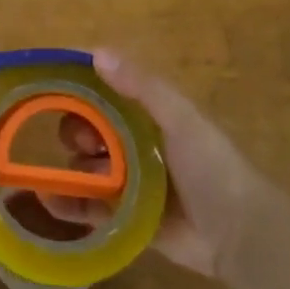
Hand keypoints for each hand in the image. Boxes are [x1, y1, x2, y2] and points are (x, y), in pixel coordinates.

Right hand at [43, 48, 271, 279]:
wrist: (241, 235)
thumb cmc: (211, 166)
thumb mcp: (179, 118)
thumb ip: (142, 85)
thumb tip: (96, 53)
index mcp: (149, 115)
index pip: (105, 93)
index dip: (82, 91)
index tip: (59, 92)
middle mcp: (137, 144)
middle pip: (91, 130)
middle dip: (76, 132)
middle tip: (82, 145)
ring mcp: (131, 183)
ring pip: (87, 169)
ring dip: (68, 169)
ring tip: (58, 177)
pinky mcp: (128, 218)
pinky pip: (91, 208)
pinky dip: (69, 204)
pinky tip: (48, 201)